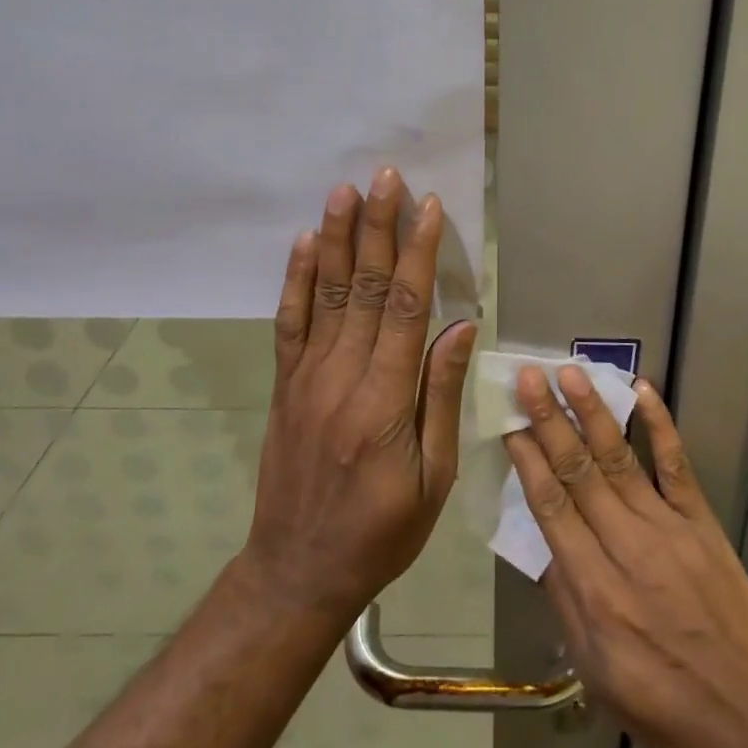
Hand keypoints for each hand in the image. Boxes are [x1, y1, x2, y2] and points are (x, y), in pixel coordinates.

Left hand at [242, 170, 476, 621]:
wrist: (298, 571)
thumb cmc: (382, 532)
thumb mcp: (433, 478)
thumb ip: (442, 395)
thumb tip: (462, 326)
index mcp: (385, 402)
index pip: (404, 309)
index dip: (417, 253)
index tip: (428, 208)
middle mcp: (342, 378)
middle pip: (362, 288)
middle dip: (376, 227)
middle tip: (384, 176)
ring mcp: (307, 379)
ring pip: (324, 295)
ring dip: (334, 239)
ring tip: (343, 192)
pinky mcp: (285, 386)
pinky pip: (289, 323)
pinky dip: (295, 280)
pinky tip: (301, 244)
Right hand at [503, 366, 747, 747]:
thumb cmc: (665, 707)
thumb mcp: (596, 673)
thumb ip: (566, 602)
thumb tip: (543, 544)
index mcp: (595, 591)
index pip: (552, 508)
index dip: (528, 462)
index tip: (509, 425)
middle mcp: (628, 548)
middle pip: (579, 472)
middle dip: (549, 421)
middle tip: (529, 378)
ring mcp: (669, 528)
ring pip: (620, 458)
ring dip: (592, 412)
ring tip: (570, 373)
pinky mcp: (702, 522)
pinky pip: (676, 465)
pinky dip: (659, 425)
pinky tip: (642, 391)